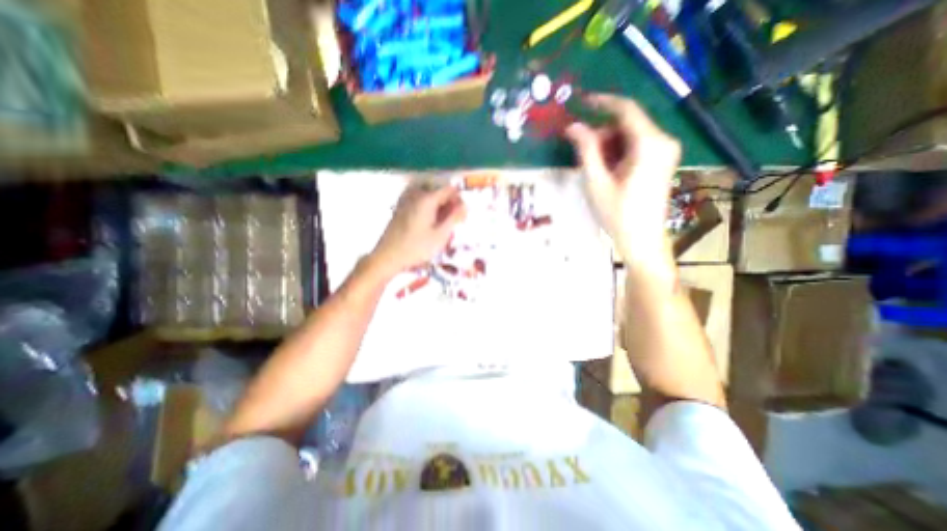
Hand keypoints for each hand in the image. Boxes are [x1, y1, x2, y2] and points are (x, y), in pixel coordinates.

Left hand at [365, 184, 465, 278]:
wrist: (388, 256)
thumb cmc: (417, 247)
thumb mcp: (441, 234)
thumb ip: (454, 217)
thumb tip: (465, 205)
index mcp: (427, 199)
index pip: (450, 190)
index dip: (459, 201)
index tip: (461, 217)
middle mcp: (416, 194)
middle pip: (439, 192)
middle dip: (449, 205)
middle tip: (453, 223)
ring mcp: (407, 200)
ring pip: (430, 198)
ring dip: (439, 208)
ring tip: (442, 226)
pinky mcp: (401, 208)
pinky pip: (420, 203)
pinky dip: (429, 210)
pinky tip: (429, 225)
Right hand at [568, 92, 679, 262]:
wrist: (642, 240)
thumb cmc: (617, 213)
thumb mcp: (596, 181)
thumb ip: (585, 150)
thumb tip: (573, 126)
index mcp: (650, 143)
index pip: (625, 109)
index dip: (601, 103)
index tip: (580, 103)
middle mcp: (663, 141)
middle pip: (627, 124)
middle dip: (601, 134)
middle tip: (581, 152)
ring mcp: (665, 152)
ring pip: (630, 136)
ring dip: (608, 146)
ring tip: (593, 168)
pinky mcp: (661, 162)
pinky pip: (636, 147)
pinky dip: (618, 154)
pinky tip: (606, 171)